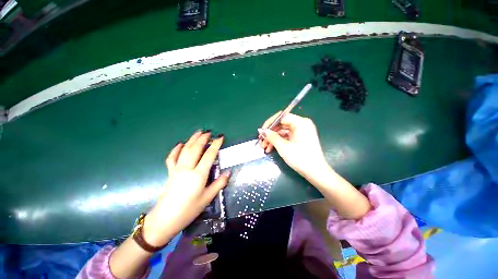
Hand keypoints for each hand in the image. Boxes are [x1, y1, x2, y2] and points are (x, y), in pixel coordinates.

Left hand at [143, 131, 229, 246]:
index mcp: (198, 175)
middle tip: (209, 132)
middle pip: (196, 149)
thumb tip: (228, 172)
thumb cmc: (189, 210)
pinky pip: (172, 157)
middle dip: (203, 139)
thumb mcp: (207, 198)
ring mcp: (177, 169)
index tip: (220, 137)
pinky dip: (176, 149)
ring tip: (198, 132)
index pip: (209, 155)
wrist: (165, 219)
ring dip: (192, 139)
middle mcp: (187, 169)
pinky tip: (180, 143)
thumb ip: (219, 183)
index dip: (215, 145)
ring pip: (185, 150)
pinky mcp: (170, 172)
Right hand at [259, 113, 371, 219]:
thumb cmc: (300, 158)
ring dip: (273, 139)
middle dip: (270, 133)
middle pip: (281, 125)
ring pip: (283, 132)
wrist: (316, 173)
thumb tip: (261, 131)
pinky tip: (271, 149)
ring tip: (264, 148)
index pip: (282, 117)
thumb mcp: (283, 147)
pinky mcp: (300, 138)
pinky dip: (279, 142)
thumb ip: (271, 136)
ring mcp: (301, 132)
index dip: (270, 123)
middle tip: (261, 141)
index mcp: (300, 122)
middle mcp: (302, 124)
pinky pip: (287, 137)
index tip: (261, 132)